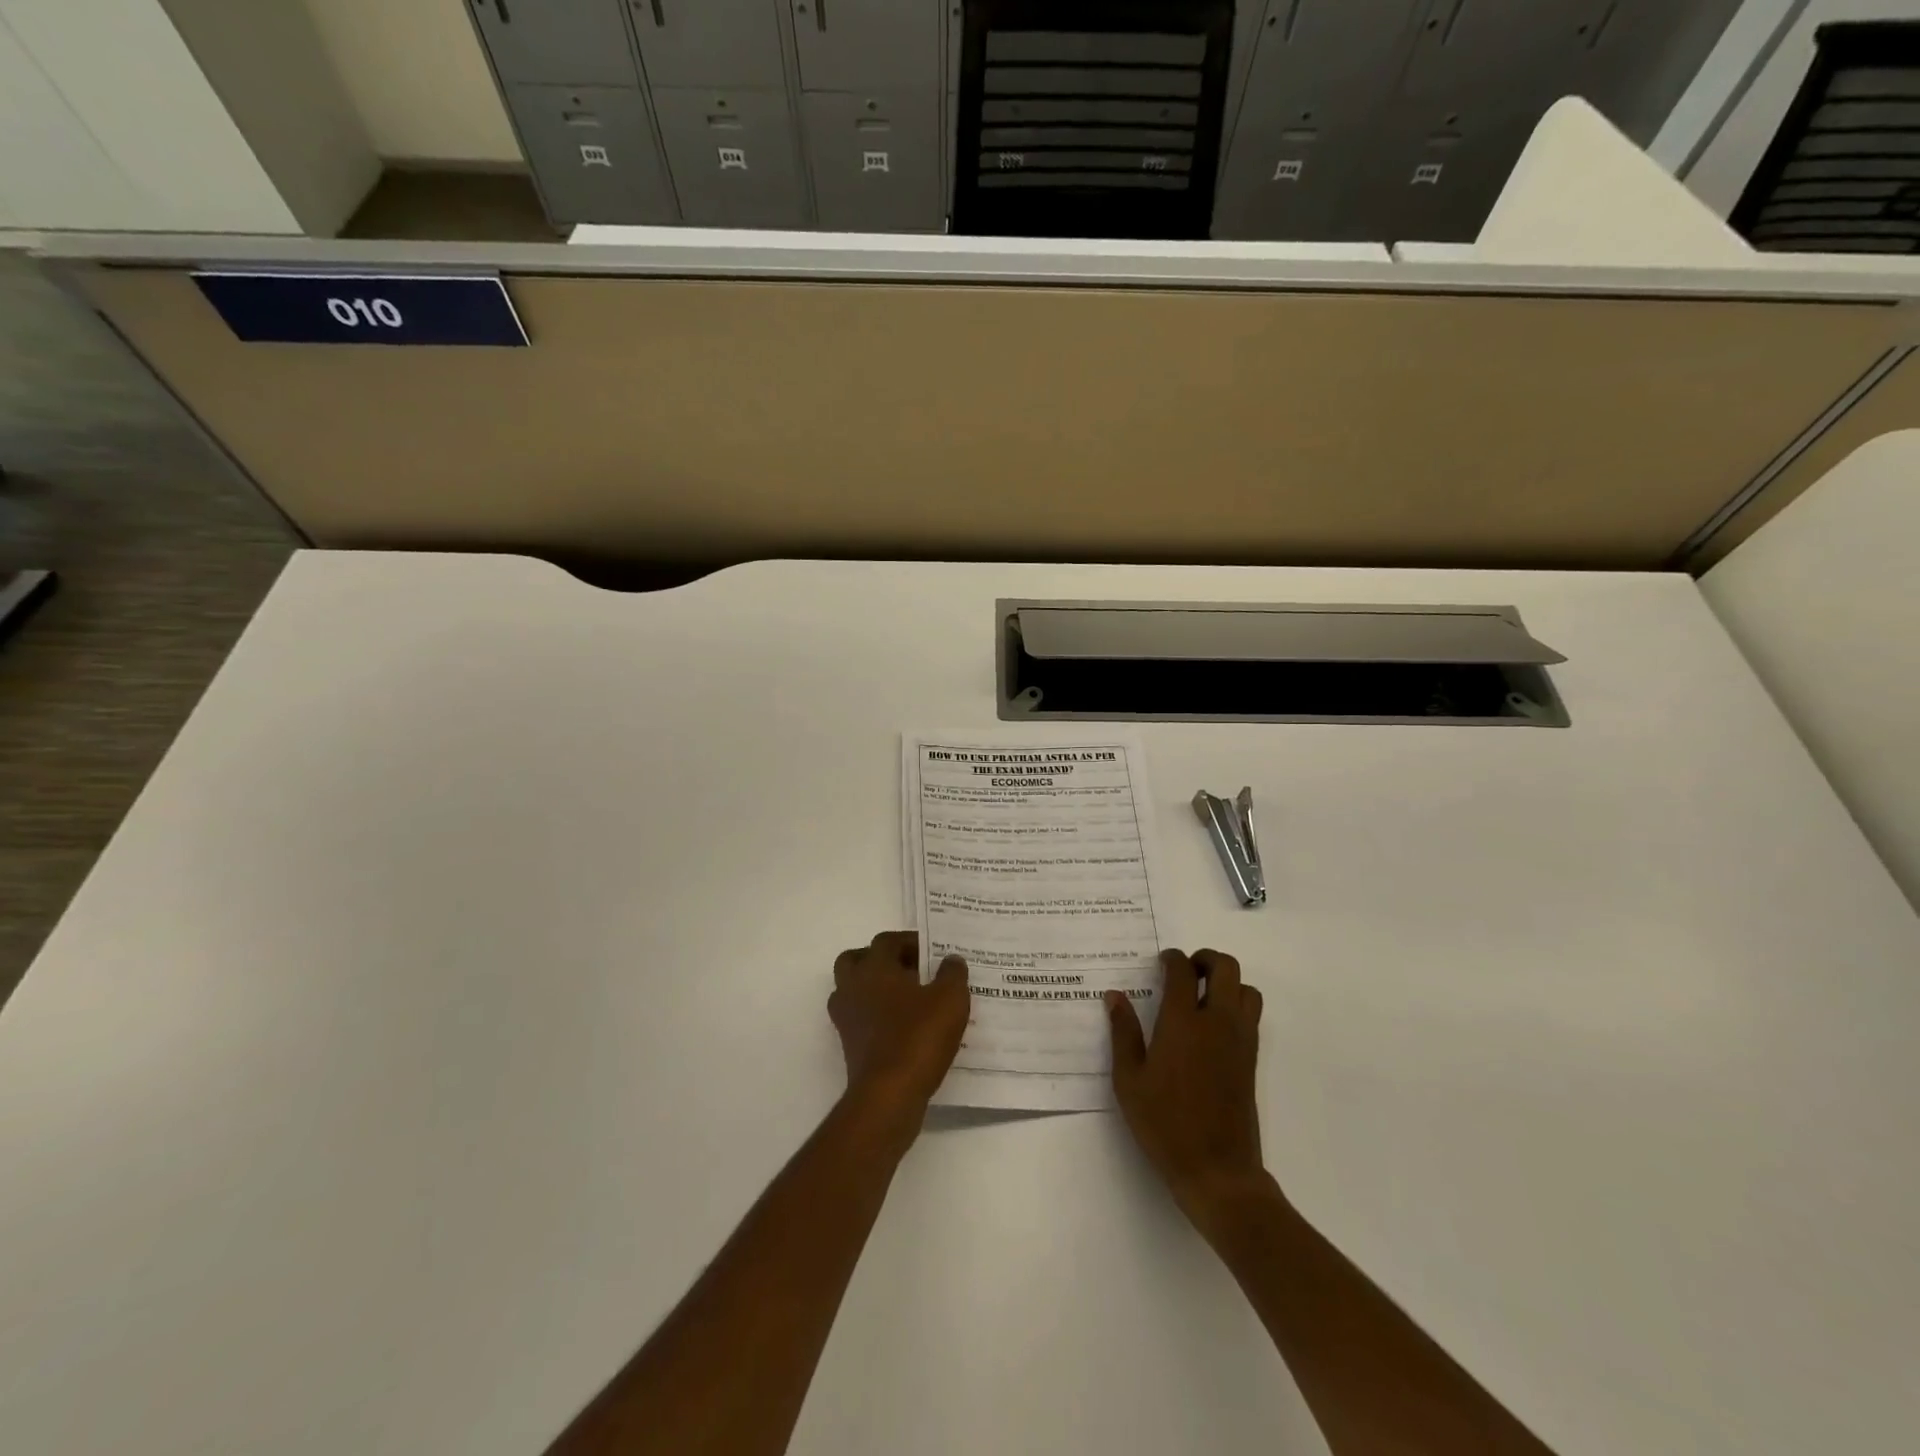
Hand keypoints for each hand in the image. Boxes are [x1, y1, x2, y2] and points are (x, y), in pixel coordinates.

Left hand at [830, 931, 969, 1137]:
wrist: (888, 1094)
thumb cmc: (918, 1037)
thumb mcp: (950, 999)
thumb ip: (952, 973)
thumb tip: (951, 959)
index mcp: (875, 967)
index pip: (886, 940)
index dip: (909, 941)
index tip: (931, 950)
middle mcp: (853, 986)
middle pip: (857, 960)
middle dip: (881, 960)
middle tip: (910, 970)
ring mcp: (846, 1017)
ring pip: (854, 989)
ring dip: (875, 988)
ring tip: (907, 998)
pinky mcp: (849, 1044)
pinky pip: (860, 1018)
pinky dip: (876, 1016)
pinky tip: (903, 1026)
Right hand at [1107, 949, 1273, 1241]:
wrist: (1217, 1170)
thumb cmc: (1164, 1124)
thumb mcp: (1129, 1080)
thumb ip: (1123, 1033)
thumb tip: (1114, 996)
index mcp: (1183, 1023)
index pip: (1183, 971)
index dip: (1172, 958)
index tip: (1162, 961)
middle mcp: (1217, 1022)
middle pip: (1225, 968)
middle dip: (1206, 959)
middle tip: (1186, 971)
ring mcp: (1240, 1040)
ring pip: (1246, 989)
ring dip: (1227, 982)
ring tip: (1202, 995)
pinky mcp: (1251, 1060)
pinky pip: (1251, 1015)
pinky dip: (1236, 1005)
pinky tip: (1212, 1026)